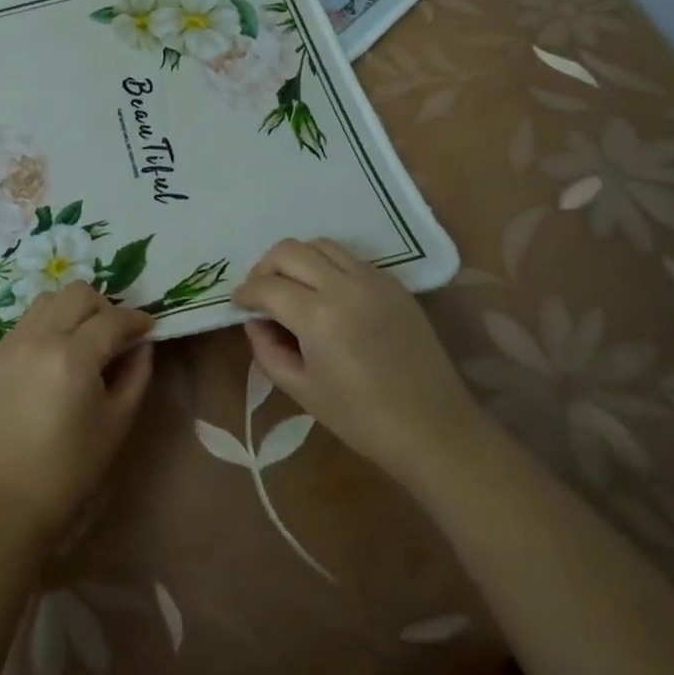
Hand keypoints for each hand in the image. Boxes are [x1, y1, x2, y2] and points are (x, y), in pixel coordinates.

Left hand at [0, 282, 153, 545]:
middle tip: (114, 335)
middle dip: (104, 307)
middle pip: (78, 293)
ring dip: (72, 310)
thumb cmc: (74, 467)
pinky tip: (54, 355)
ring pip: (49, 299)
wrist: (12, 500)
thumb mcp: (118, 421)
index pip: (113, 318)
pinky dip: (47, 325)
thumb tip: (142, 342)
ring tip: (81, 340)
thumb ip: (136, 372)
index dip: (136, 320)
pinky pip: (26, 321)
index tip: (148, 328)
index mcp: (74, 357)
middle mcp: (40, 338)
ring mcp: (12, 344)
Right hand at [236, 238, 483, 483]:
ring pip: (320, 244)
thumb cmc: (362, 420)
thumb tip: (256, 321)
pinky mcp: (394, 283)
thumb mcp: (302, 391)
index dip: (245, 294)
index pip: (267, 287)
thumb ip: (267, 351)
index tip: (238, 304)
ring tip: (292, 286)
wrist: (434, 429)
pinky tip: (326, 293)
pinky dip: (327, 265)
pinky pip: (349, 258)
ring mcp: (373, 279)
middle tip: (261, 292)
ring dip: (297, 259)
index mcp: (318, 317)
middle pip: (290, 251)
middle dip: (266, 267)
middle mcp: (344, 286)